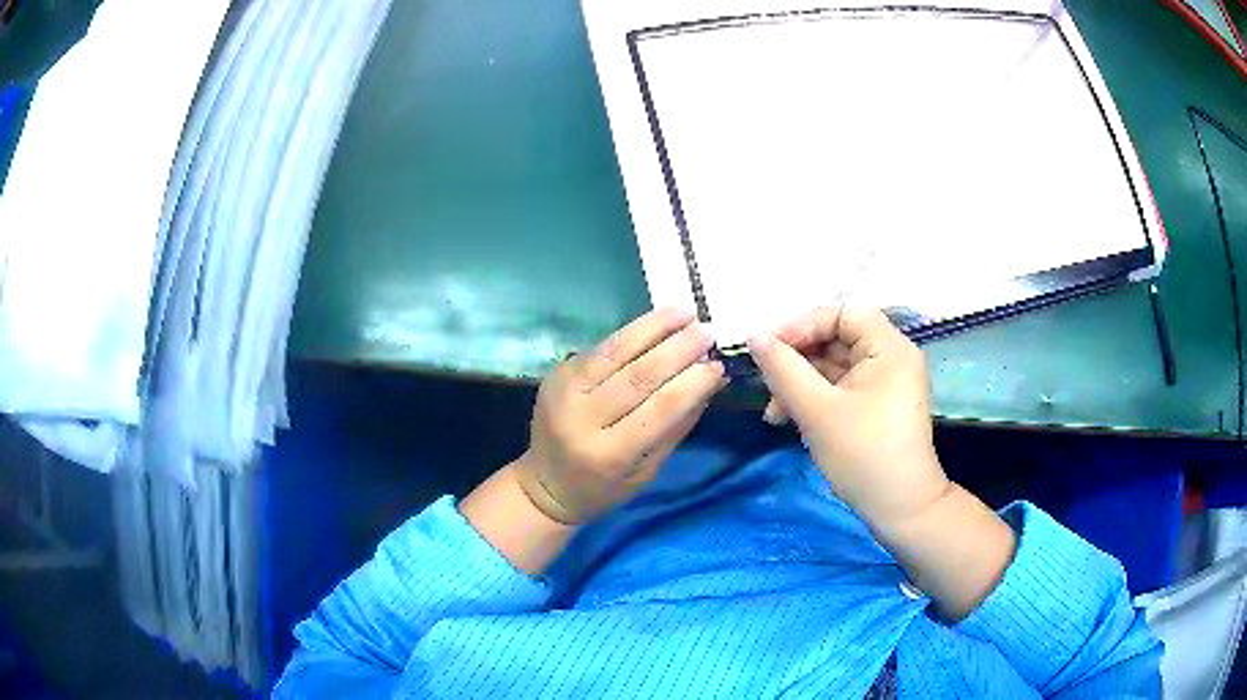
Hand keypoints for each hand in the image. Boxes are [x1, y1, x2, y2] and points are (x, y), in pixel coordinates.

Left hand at [513, 307, 726, 524]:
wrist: (546, 483)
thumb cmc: (605, 486)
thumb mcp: (648, 469)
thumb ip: (678, 424)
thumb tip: (712, 379)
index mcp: (609, 454)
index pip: (659, 410)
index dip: (692, 384)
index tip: (718, 365)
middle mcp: (582, 419)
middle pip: (637, 376)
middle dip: (677, 350)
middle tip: (707, 332)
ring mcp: (564, 392)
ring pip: (614, 352)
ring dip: (653, 328)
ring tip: (684, 311)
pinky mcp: (557, 373)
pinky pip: (600, 348)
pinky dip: (631, 332)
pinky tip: (656, 320)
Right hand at [748, 303, 950, 531]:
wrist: (901, 509)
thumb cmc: (862, 455)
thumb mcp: (816, 410)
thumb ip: (782, 369)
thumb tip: (753, 336)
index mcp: (888, 347)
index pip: (841, 312)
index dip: (802, 324)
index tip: (768, 351)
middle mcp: (892, 355)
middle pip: (837, 337)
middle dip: (797, 360)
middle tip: (767, 387)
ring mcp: (887, 380)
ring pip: (835, 364)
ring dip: (802, 382)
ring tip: (775, 413)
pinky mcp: (880, 402)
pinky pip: (843, 385)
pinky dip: (817, 397)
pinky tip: (791, 418)